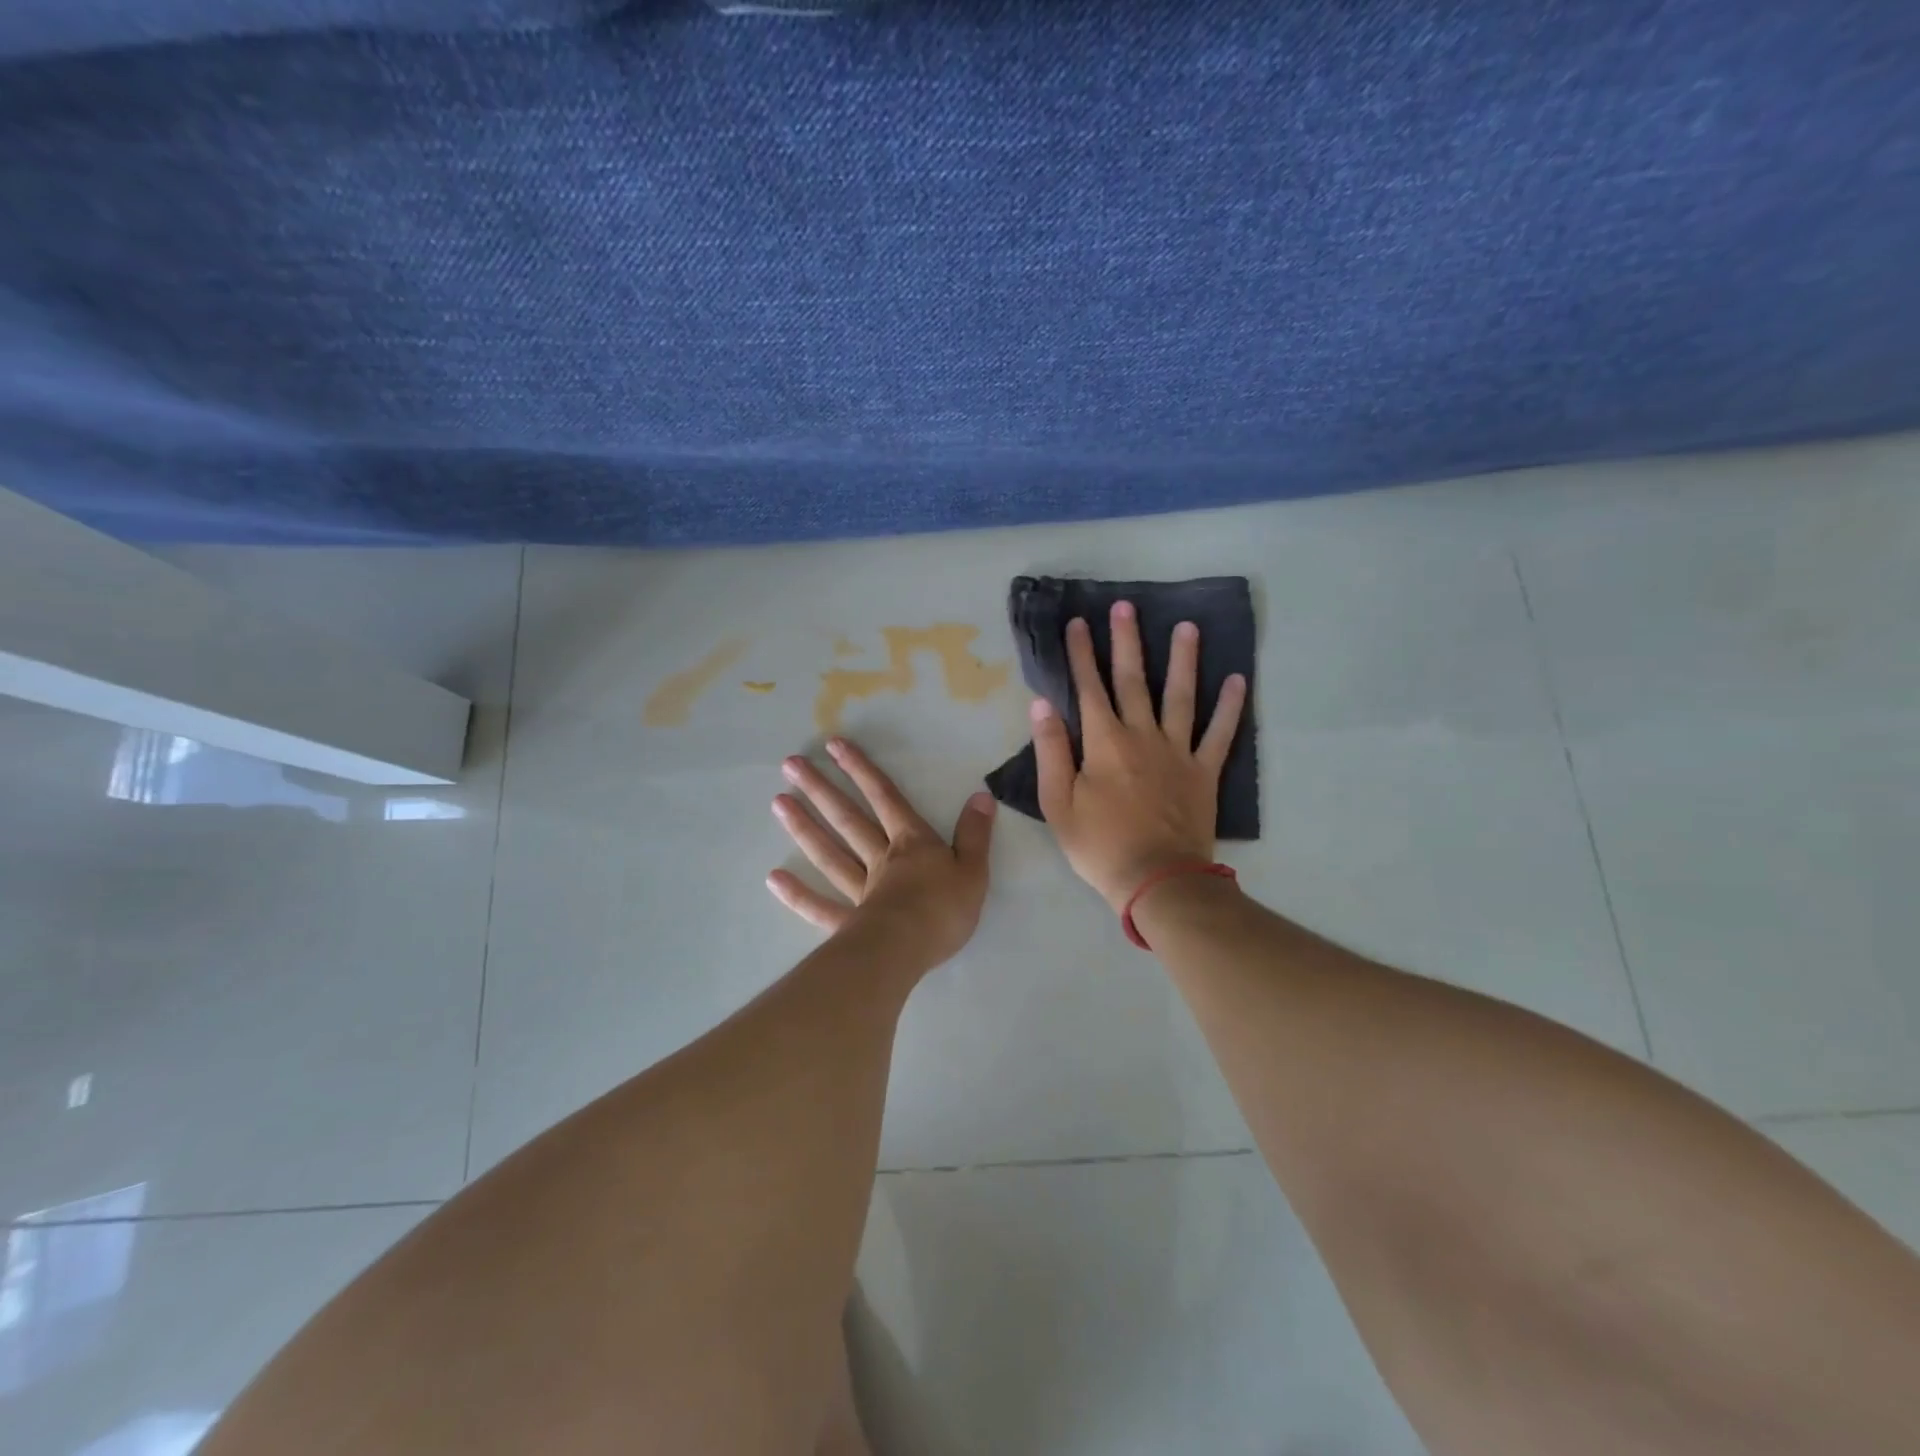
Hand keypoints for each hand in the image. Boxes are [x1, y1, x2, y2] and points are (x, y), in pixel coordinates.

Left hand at [766, 737, 995, 968]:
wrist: (910, 950)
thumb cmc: (944, 910)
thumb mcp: (974, 869)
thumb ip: (975, 833)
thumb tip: (981, 796)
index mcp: (911, 844)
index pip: (886, 798)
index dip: (862, 770)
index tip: (834, 745)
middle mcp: (880, 859)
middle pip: (848, 819)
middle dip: (822, 789)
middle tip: (790, 765)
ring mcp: (860, 891)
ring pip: (829, 853)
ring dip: (804, 827)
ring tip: (778, 803)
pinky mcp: (848, 924)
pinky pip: (819, 907)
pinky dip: (797, 895)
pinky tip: (773, 879)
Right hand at [1032, 602, 1246, 910]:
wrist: (1157, 880)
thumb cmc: (1099, 845)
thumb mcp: (1058, 803)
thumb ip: (1051, 750)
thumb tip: (1041, 704)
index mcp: (1103, 743)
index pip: (1088, 688)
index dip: (1081, 654)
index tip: (1077, 623)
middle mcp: (1142, 736)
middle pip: (1133, 680)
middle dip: (1126, 641)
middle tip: (1126, 606)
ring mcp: (1178, 751)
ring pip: (1180, 696)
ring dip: (1183, 660)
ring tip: (1187, 626)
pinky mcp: (1204, 772)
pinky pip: (1220, 733)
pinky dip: (1230, 707)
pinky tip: (1237, 680)